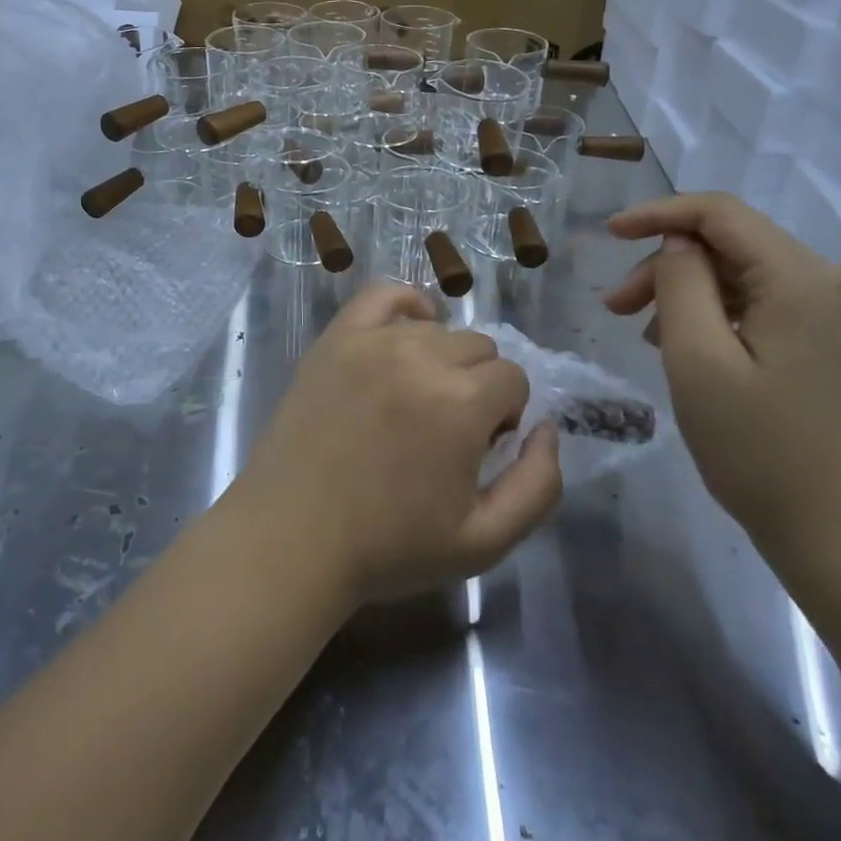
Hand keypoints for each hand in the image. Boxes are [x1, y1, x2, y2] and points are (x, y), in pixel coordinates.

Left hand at [233, 282, 563, 603]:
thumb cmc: (390, 544)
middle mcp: (421, 356)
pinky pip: (383, 295)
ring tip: (414, 401)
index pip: (513, 379)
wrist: (293, 535)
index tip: (477, 449)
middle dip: (477, 386)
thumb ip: (538, 485)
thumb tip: (547, 429)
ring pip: (436, 328)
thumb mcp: (485, 541)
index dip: (504, 416)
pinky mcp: (337, 337)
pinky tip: (406, 334)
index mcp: (461, 402)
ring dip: (441, 359)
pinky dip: (405, 307)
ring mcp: (373, 340)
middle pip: (478, 347)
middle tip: (446, 431)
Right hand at [603, 193, 840, 571]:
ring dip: (688, 290)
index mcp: (802, 278)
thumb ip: (681, 284)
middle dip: (667, 264)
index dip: (658, 214)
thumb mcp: (698, 362)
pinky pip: (765, 302)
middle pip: (732, 243)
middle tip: (615, 307)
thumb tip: (678, 244)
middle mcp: (831, 281)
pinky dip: (719, 312)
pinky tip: (689, 346)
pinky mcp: (836, 340)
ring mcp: (840, 313)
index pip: (720, 213)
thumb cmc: (761, 451)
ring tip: (645, 334)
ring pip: (745, 272)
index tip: (609, 235)